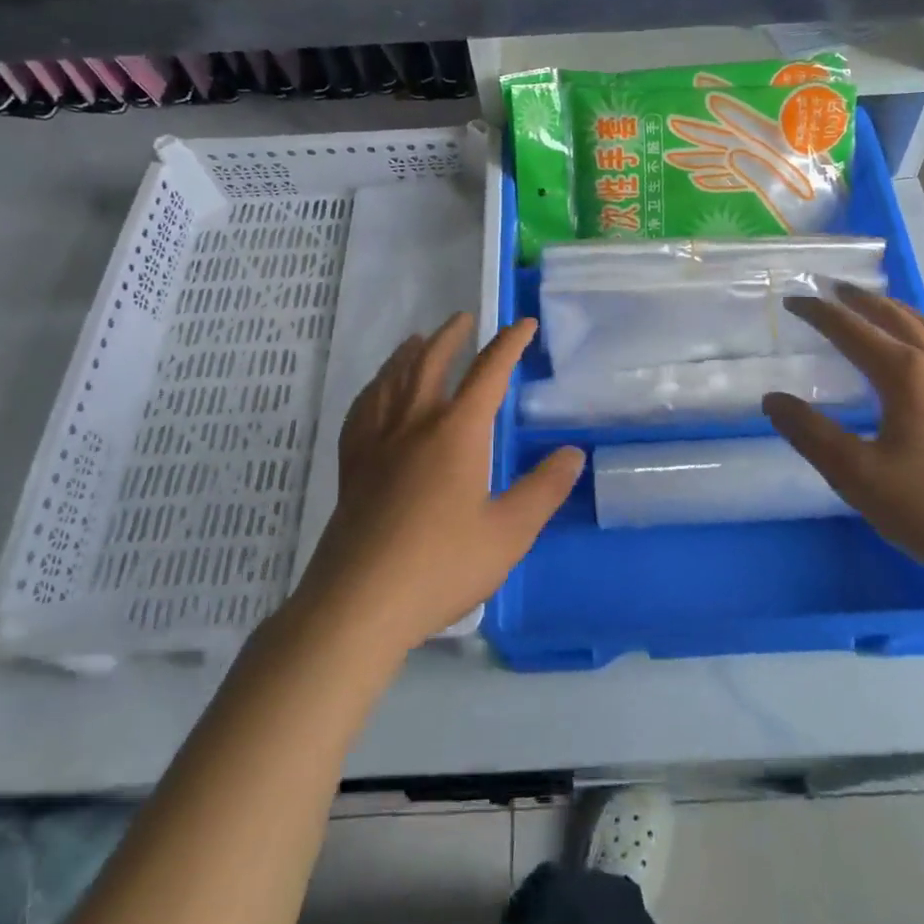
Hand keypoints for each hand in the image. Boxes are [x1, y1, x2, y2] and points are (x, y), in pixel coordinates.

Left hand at [291, 313, 584, 654]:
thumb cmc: (442, 566)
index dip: (508, 344)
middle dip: (451, 337)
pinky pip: (361, 413)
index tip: (523, 325)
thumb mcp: (509, 533)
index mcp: (456, 433)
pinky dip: (373, 390)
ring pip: (391, 382)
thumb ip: (543, 490)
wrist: (359, 604)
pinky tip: (375, 393)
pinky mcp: (352, 468)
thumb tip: (572, 453)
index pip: (488, 373)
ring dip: (408, 354)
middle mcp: (414, 426)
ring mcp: (376, 445)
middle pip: (430, 364)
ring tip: (416, 339)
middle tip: (464, 318)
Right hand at [762, 285, 923, 594]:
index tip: (793, 300)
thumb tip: (773, 399)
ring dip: (904, 313)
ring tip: (885, 310)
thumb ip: (811, 434)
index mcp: (905, 374)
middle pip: (896, 317)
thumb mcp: (858, 475)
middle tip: (836, 288)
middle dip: (863, 301)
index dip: (819, 313)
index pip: (851, 330)